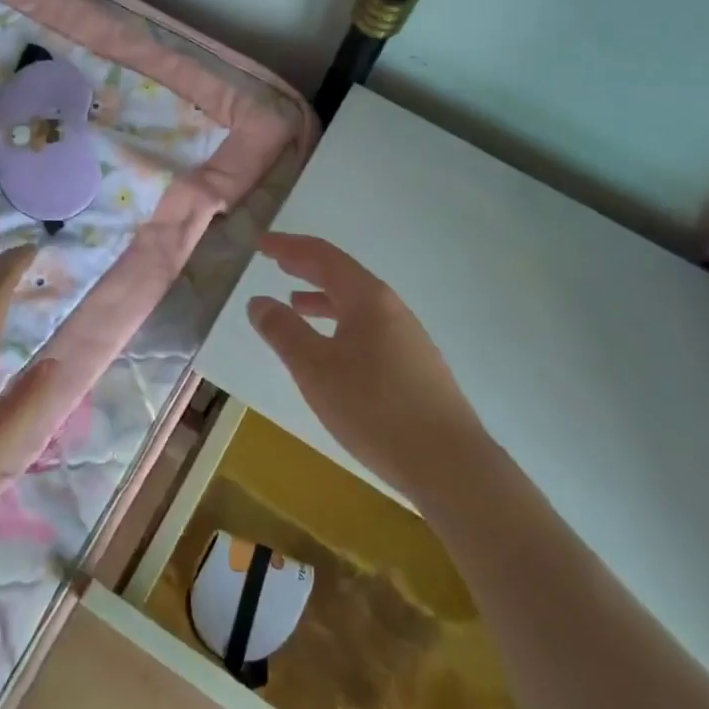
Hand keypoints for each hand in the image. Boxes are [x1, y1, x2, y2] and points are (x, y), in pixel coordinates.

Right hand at [246, 232, 484, 505]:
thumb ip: (284, 332)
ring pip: (357, 304)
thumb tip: (258, 301)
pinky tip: (332, 350)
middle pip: (343, 275)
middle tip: (276, 260)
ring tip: (295, 303)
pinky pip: (368, 328)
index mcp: (367, 298)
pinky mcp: (415, 366)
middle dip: (306, 267)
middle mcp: (391, 308)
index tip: (261, 244)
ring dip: (323, 298)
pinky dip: (341, 324)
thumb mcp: (315, 369)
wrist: (449, 463)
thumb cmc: (374, 408)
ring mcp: (407, 337)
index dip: (289, 246)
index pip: (323, 256)